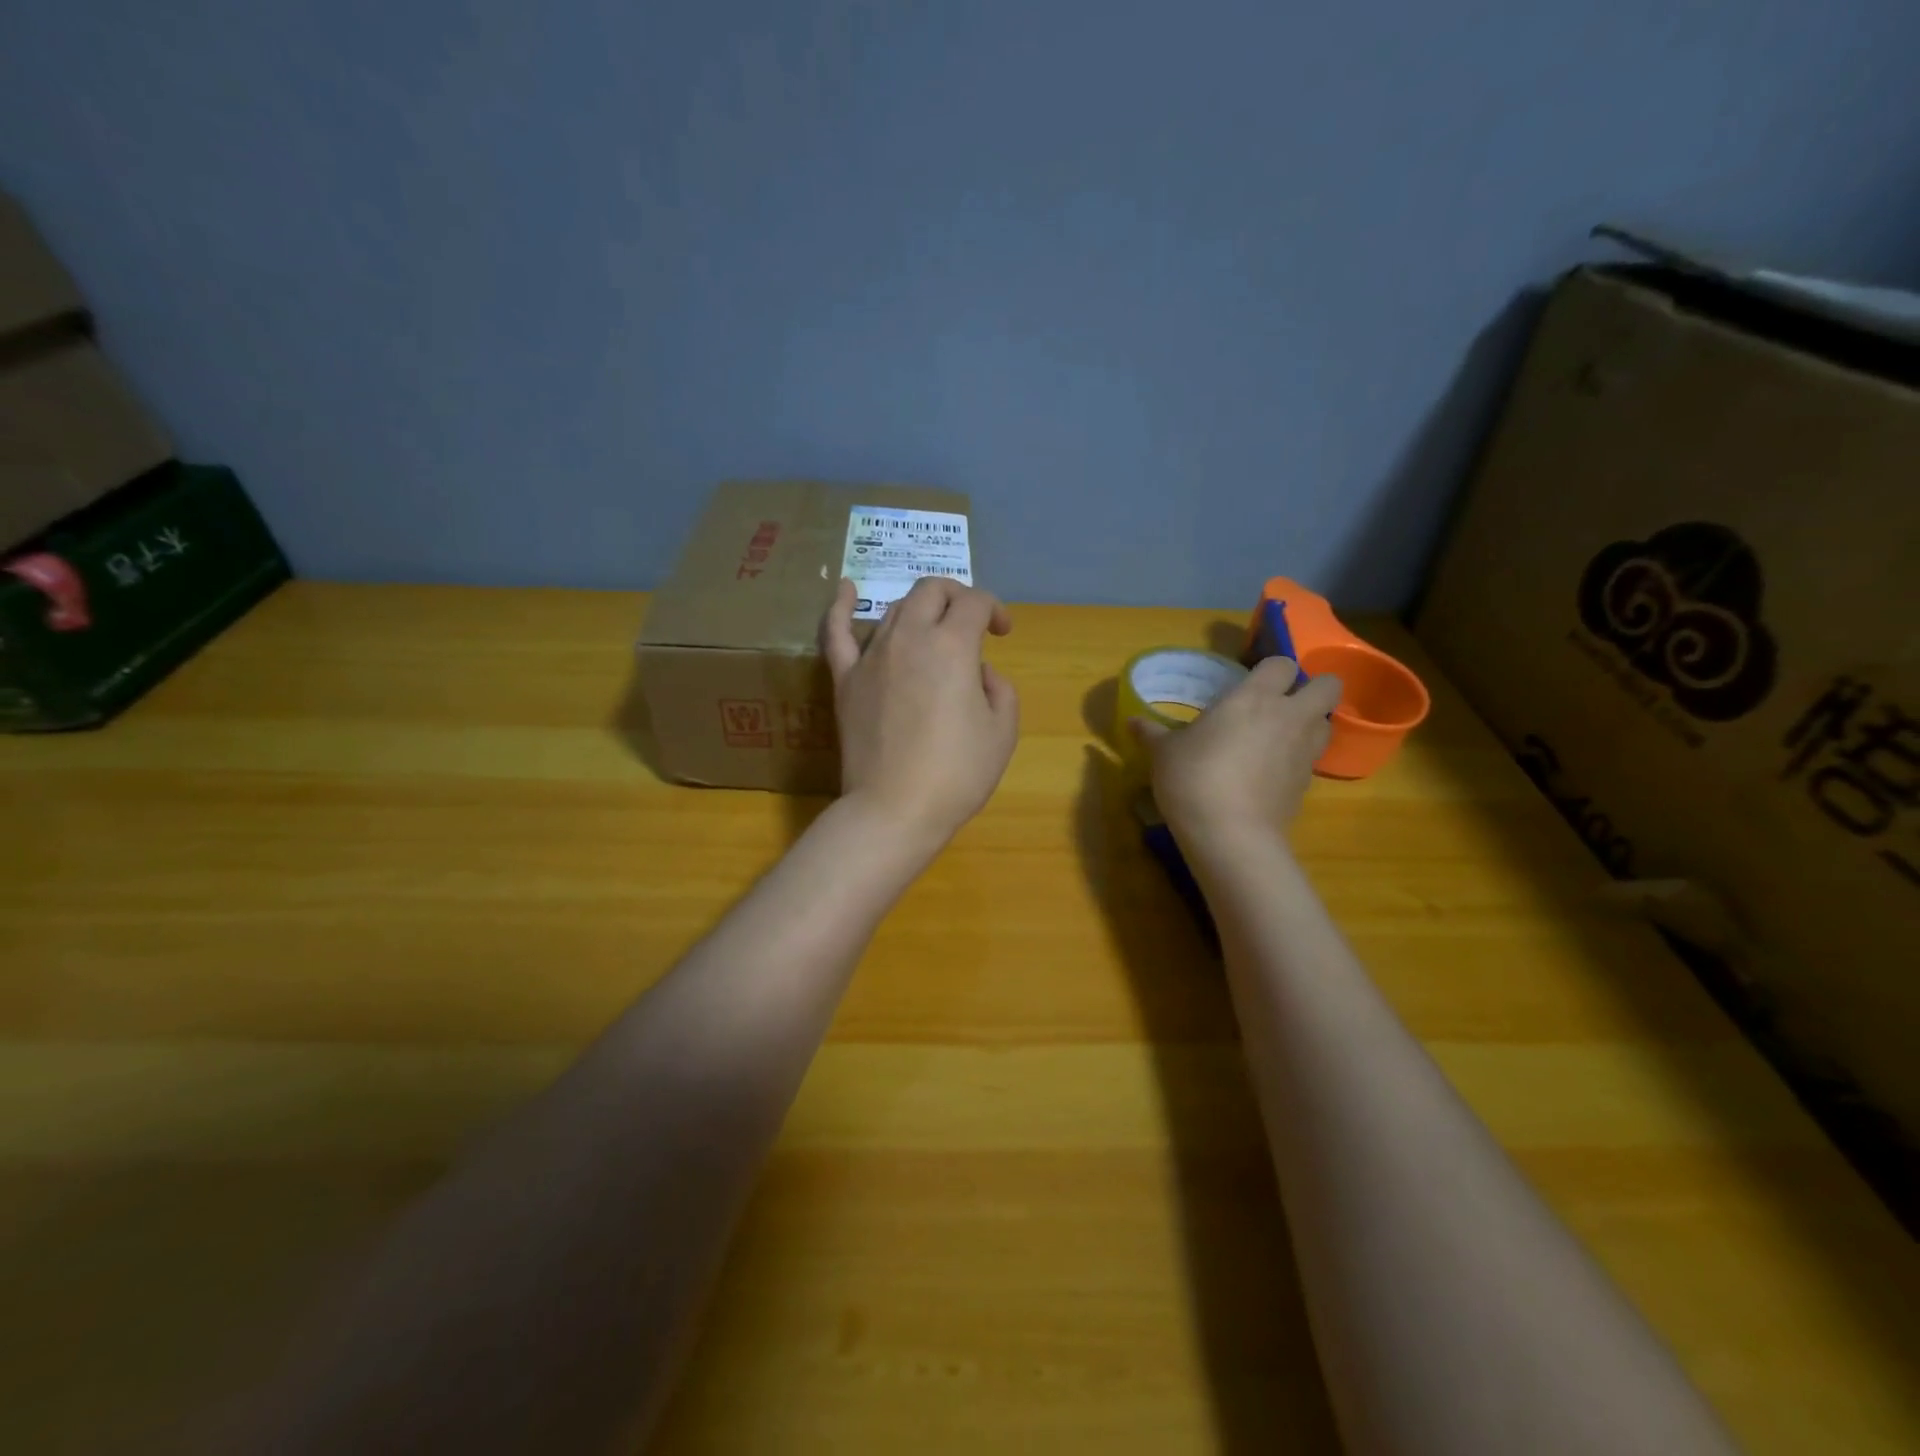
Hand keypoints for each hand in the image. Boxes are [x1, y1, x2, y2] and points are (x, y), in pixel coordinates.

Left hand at [820, 576, 1018, 848]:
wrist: (896, 809)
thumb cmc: (957, 774)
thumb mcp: (1003, 731)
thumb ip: (999, 688)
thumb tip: (978, 672)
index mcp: (952, 645)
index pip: (974, 602)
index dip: (995, 609)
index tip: (1003, 633)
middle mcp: (909, 637)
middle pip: (931, 591)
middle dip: (956, 597)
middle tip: (970, 624)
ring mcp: (871, 656)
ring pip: (893, 609)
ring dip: (919, 611)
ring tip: (932, 632)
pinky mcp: (845, 679)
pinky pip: (836, 633)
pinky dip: (840, 607)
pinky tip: (845, 589)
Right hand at [1130, 657, 1341, 842]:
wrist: (1229, 833)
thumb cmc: (1193, 777)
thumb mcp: (1164, 753)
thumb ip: (1152, 733)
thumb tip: (1132, 722)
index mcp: (1254, 697)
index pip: (1282, 663)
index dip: (1271, 670)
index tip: (1253, 683)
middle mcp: (1289, 716)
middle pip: (1328, 685)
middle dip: (1313, 688)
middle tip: (1282, 702)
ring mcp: (1304, 751)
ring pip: (1327, 722)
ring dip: (1311, 723)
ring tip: (1281, 736)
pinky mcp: (1308, 784)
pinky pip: (1312, 759)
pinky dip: (1299, 759)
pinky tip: (1271, 773)